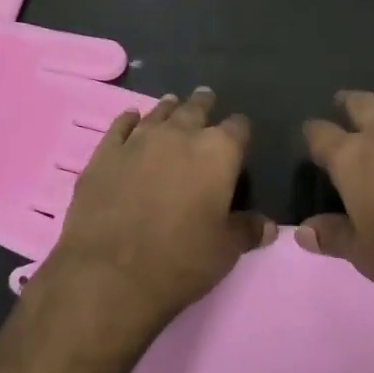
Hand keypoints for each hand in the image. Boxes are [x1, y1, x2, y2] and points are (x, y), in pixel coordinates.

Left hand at [39, 88, 272, 334]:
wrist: (110, 273)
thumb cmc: (180, 261)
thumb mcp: (225, 251)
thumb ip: (247, 230)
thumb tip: (268, 225)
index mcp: (217, 153)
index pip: (238, 128)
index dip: (240, 130)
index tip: (240, 134)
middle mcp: (179, 135)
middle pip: (195, 109)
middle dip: (203, 105)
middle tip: (206, 99)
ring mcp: (138, 140)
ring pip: (158, 113)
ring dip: (168, 108)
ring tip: (173, 103)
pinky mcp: (105, 153)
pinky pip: (120, 126)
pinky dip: (128, 120)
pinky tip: (130, 118)